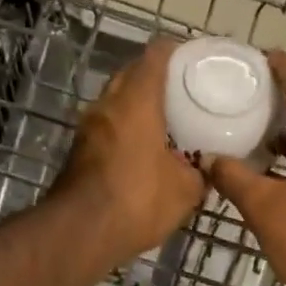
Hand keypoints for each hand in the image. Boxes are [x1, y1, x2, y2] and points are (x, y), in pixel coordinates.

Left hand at [54, 38, 205, 265]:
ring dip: (138, 108)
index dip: (177, 52)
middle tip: (185, 94)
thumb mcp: (185, 190)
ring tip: (168, 124)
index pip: (156, 55)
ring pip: (117, 103)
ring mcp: (88, 128)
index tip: (195, 60)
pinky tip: (145, 152)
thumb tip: (207, 168)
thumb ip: (200, 172)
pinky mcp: (78, 152)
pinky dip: (126, 131)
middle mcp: (107, 104)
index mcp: (136, 100)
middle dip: (157, 80)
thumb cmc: (138, 200)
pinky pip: (108, 129)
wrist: (81, 233)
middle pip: (132, 75)